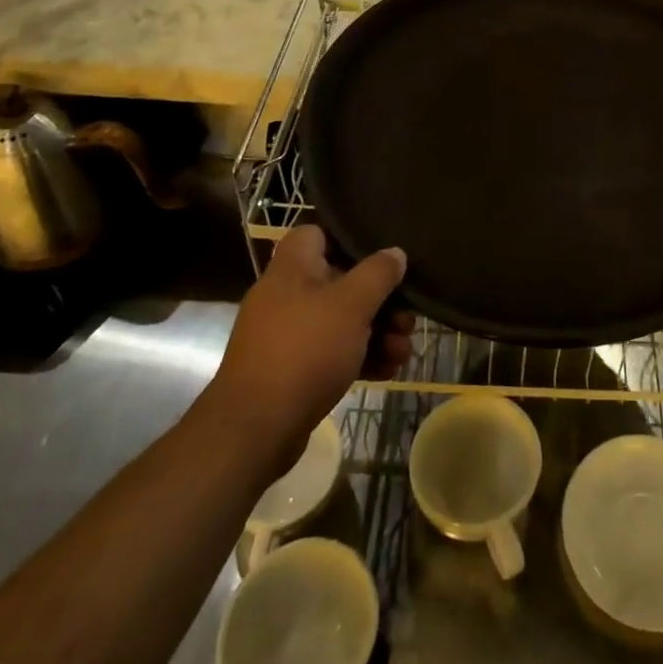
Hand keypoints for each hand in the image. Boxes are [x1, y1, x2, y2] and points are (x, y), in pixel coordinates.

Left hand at [204, 225, 412, 477]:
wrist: (255, 430)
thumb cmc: (305, 350)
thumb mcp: (352, 305)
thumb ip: (378, 274)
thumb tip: (395, 253)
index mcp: (292, 268)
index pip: (317, 233)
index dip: (349, 239)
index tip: (382, 254)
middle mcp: (286, 295)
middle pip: (340, 281)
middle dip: (379, 300)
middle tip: (407, 317)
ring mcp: (287, 335)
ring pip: (341, 321)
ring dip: (377, 333)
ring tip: (404, 351)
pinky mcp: (291, 371)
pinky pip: (332, 353)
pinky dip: (359, 358)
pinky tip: (388, 371)